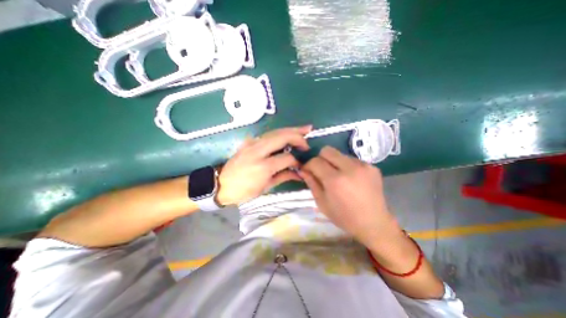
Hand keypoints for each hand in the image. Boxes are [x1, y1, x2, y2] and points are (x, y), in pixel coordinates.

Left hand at [217, 126, 313, 204]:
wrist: (221, 184)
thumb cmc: (244, 190)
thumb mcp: (266, 187)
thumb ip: (284, 176)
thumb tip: (299, 173)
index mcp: (263, 166)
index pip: (287, 157)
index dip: (297, 160)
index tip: (301, 164)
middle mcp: (258, 151)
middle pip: (282, 137)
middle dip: (298, 135)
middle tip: (309, 134)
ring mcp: (252, 143)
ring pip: (276, 132)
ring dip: (291, 129)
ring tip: (304, 128)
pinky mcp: (249, 141)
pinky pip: (268, 134)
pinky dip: (281, 132)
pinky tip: (288, 132)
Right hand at [298, 145, 399, 247]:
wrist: (374, 223)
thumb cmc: (344, 217)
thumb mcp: (322, 203)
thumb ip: (311, 183)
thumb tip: (303, 170)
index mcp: (335, 180)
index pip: (315, 161)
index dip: (308, 164)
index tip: (307, 170)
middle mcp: (350, 168)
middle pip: (327, 150)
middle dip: (320, 158)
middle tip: (321, 170)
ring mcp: (363, 165)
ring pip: (340, 154)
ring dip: (334, 162)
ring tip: (337, 176)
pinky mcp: (372, 166)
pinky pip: (352, 160)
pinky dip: (346, 166)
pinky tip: (350, 178)